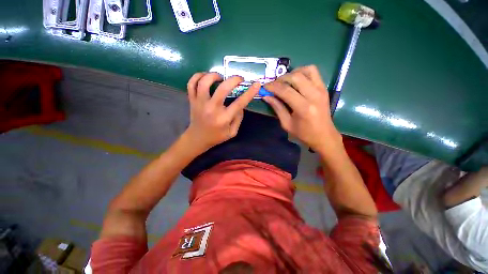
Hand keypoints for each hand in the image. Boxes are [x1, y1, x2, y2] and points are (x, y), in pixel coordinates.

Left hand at [184, 72, 259, 152]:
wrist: (198, 138)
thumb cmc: (216, 136)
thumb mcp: (232, 132)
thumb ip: (238, 118)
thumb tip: (241, 105)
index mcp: (223, 118)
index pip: (239, 103)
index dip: (250, 92)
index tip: (257, 84)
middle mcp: (212, 109)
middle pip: (222, 89)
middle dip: (233, 80)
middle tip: (239, 79)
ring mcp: (200, 103)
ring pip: (204, 82)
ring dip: (214, 75)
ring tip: (220, 77)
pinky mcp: (192, 100)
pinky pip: (192, 83)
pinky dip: (198, 76)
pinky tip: (205, 77)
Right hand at [263, 66, 341, 152]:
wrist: (324, 135)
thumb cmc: (304, 133)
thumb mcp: (287, 124)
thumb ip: (277, 108)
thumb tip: (266, 96)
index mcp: (304, 108)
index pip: (285, 91)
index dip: (273, 87)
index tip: (264, 87)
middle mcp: (314, 95)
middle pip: (295, 77)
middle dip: (281, 79)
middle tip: (274, 85)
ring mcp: (321, 90)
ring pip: (306, 70)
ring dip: (292, 73)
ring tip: (285, 82)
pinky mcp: (324, 88)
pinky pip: (313, 72)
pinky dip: (302, 72)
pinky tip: (296, 81)